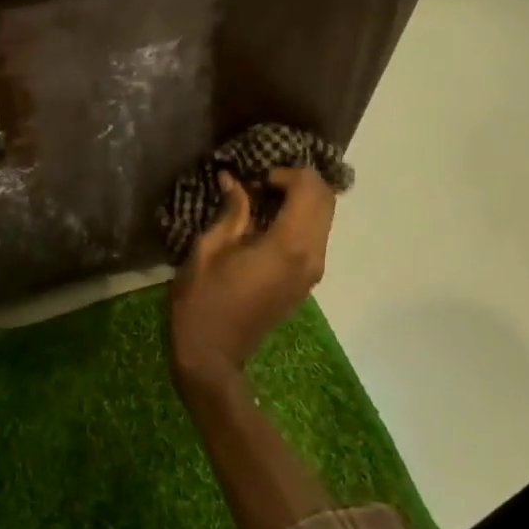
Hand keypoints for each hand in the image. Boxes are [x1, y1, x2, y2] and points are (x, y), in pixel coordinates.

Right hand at [168, 167, 337, 394]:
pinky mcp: (306, 281)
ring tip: (261, 201)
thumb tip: (234, 180)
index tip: (254, 180)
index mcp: (288, 246)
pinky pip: (315, 237)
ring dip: (301, 200)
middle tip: (260, 184)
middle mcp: (311, 256)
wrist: (213, 355)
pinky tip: (266, 224)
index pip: (310, 188)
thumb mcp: (208, 249)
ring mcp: (313, 271)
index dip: (285, 173)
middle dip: (298, 182)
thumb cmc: (202, 301)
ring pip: (325, 218)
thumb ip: (230, 212)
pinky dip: (300, 219)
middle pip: (326, 200)